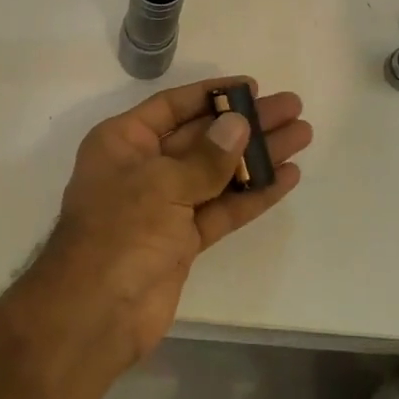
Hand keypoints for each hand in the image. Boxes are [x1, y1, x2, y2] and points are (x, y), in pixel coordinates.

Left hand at [15, 77, 310, 367]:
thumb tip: (238, 124)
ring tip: (302, 137)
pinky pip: (221, 210)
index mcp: (122, 142)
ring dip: (257, 157)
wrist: (96, 311)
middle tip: (293, 109)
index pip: (172, 107)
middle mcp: (142, 168)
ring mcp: (163, 206)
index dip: (212, 95)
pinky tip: (286, 179)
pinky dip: (251, 196)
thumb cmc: (119, 232)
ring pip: (216, 173)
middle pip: (201, 137)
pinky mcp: (181, 241)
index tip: (254, 87)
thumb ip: (205, 157)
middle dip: (245, 124)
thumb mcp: (160, 185)